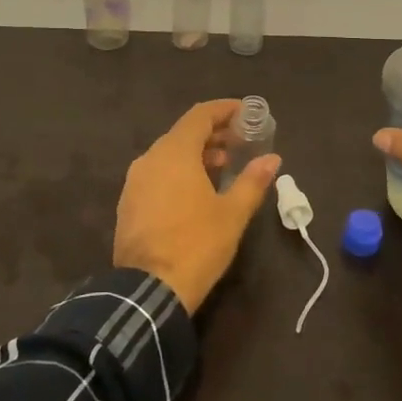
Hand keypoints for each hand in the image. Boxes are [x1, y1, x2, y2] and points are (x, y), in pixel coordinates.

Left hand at [114, 100, 281, 312]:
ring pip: (168, 155)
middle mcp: (149, 159)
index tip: (245, 112)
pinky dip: (178, 172)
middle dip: (212, 134)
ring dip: (195, 154)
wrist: (149, 290)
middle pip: (183, 134)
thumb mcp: (232, 213)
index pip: (199, 116)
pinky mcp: (128, 203)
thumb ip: (252, 181)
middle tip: (240, 142)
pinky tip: (196, 191)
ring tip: (222, 167)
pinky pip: (156, 174)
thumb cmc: (197, 244)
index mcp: (174, 153)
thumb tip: (272, 158)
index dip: (224, 110)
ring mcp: (134, 182)